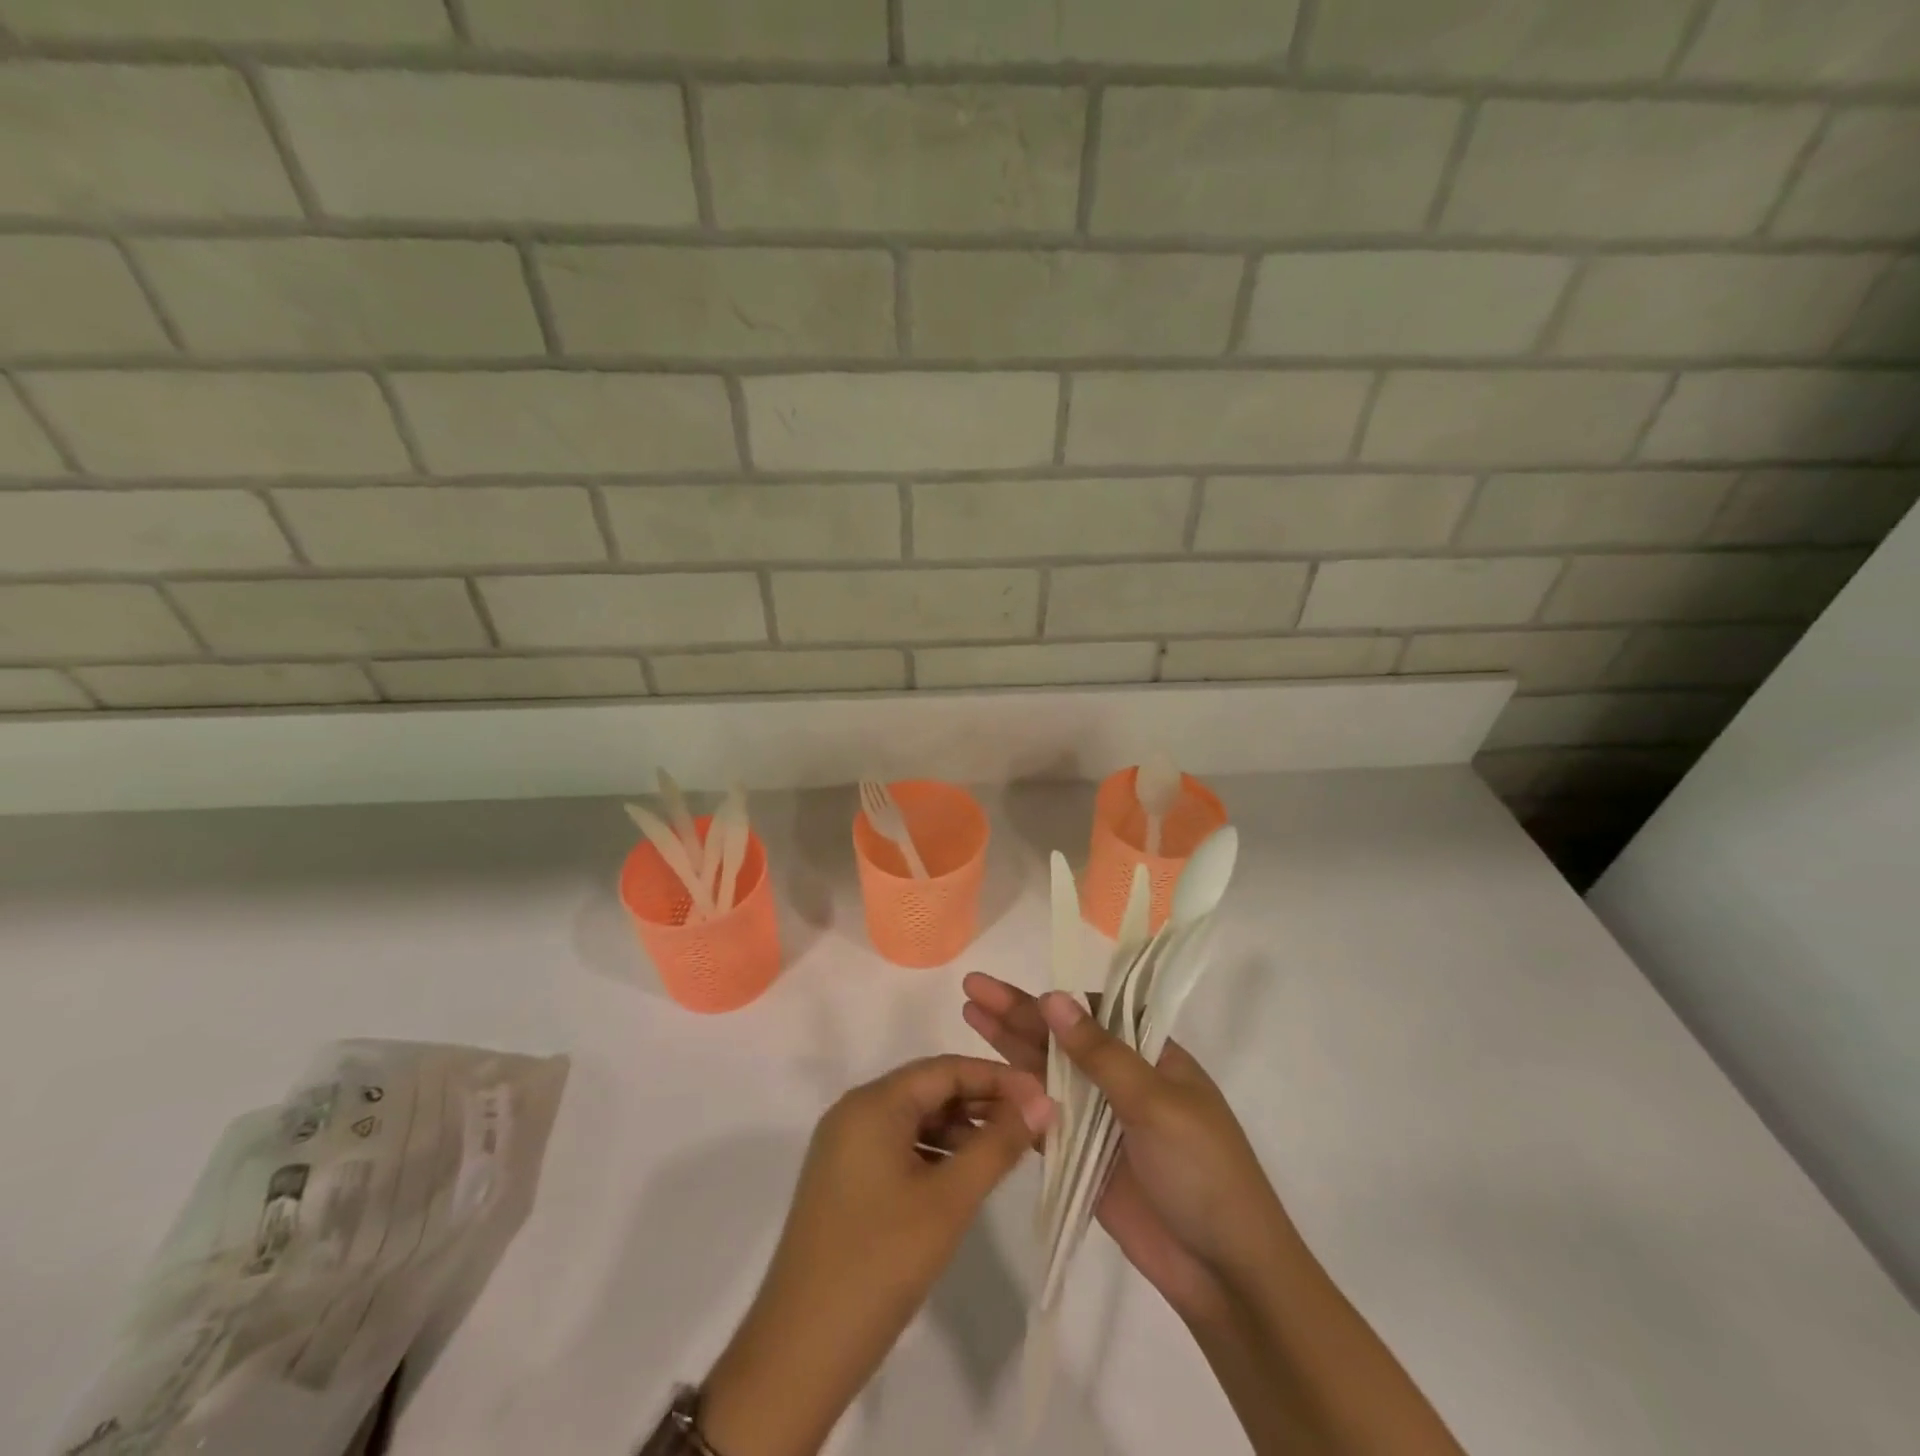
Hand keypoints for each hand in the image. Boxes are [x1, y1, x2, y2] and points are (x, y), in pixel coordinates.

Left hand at [702, 1055, 1053, 1455]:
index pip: (945, 1069)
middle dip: (982, 1102)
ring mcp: (844, 1146)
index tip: (1043, 1096)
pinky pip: (898, 1146)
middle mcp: (854, 1111)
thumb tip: (1042, 1102)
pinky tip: (964, 1176)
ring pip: (914, 1119)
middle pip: (929, 1089)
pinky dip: (934, 1152)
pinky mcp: (843, 1179)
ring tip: (1007, 1150)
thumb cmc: (879, 1263)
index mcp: (872, 1104)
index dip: (997, 1078)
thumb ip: (998, 1146)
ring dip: (961, 1129)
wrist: (799, 1353)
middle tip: (1033, 1124)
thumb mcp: (948, 1201)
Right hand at [962, 973, 1295, 1327]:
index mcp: (1150, 1054)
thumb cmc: (1202, 1172)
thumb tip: (1052, 996)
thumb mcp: (1155, 1102)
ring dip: (1008, 1046)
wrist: (1224, 1272)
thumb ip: (1099, 1053)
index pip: (1092, 1012)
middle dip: (1017, 1013)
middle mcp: (1121, 1079)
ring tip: (968, 1015)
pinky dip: (1014, 1099)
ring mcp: (1100, 1119)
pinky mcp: (1082, 1158)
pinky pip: (1042, 1119)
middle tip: (972, 987)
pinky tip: (983, 1078)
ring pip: (1045, 1073)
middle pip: (1060, 1038)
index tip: (1009, 990)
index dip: (1050, 999)